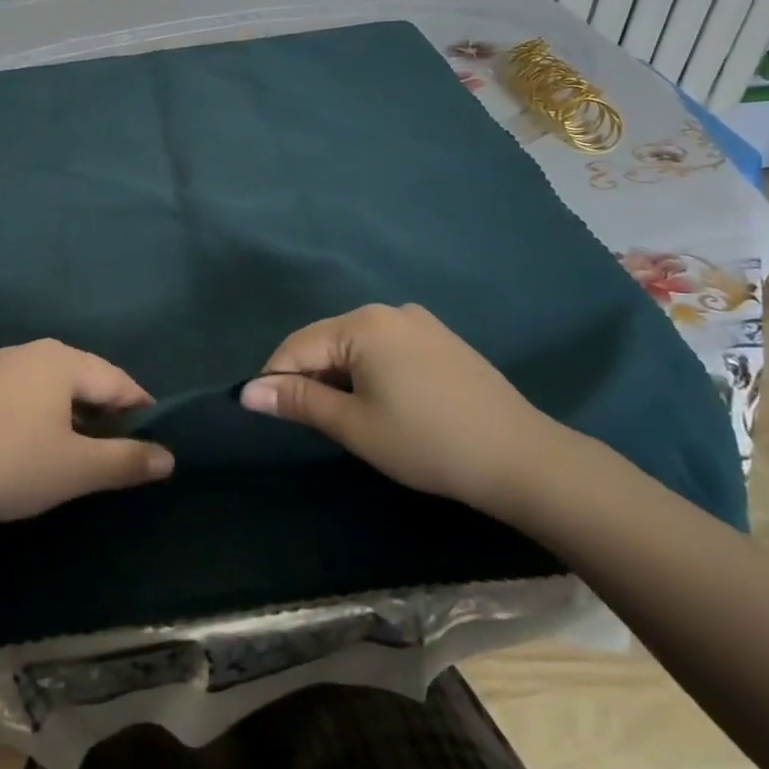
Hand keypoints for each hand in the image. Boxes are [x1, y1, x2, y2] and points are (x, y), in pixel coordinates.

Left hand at [0, 339, 174, 531]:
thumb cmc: (7, 464)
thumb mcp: (75, 469)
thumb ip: (127, 461)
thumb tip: (169, 457)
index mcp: (62, 360)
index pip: (119, 381)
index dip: (142, 412)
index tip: (153, 444)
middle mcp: (31, 351)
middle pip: (85, 379)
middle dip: (105, 415)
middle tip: (115, 455)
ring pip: (52, 388)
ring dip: (72, 417)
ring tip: (75, 455)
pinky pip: (22, 395)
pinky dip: (39, 417)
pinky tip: (28, 448)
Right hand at [239, 303, 553, 512]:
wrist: (521, 457)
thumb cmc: (426, 442)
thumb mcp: (354, 425)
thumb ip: (298, 402)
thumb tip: (247, 392)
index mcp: (363, 324)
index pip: (298, 345)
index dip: (275, 378)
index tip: (263, 412)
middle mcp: (388, 311)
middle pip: (327, 340)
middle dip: (309, 376)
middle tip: (306, 421)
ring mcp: (419, 322)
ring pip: (357, 344)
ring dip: (339, 375)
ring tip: (344, 416)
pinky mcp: (441, 340)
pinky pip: (386, 347)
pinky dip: (370, 371)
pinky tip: (383, 403)